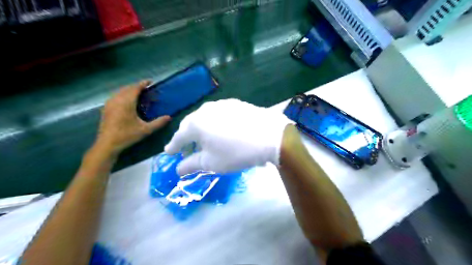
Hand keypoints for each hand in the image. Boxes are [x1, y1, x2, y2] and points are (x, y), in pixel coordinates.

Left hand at [94, 79, 171, 155]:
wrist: (107, 144)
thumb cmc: (127, 135)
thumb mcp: (145, 130)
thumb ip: (158, 123)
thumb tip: (169, 117)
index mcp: (126, 103)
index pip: (135, 88)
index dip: (142, 84)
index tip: (150, 81)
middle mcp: (117, 100)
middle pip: (127, 88)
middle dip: (136, 86)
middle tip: (146, 88)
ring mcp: (109, 104)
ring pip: (120, 92)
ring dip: (129, 90)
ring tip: (138, 93)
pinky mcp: (106, 108)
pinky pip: (115, 96)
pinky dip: (123, 95)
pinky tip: (127, 101)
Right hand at [164, 98, 291, 174]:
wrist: (270, 136)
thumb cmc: (237, 152)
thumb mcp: (212, 163)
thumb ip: (191, 165)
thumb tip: (178, 169)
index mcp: (196, 123)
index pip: (179, 136)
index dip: (173, 146)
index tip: (169, 152)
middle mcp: (206, 109)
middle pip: (191, 124)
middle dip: (187, 137)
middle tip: (187, 149)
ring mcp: (222, 104)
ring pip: (205, 118)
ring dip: (202, 129)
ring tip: (205, 140)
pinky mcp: (236, 104)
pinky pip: (219, 114)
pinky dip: (215, 123)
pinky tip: (222, 131)